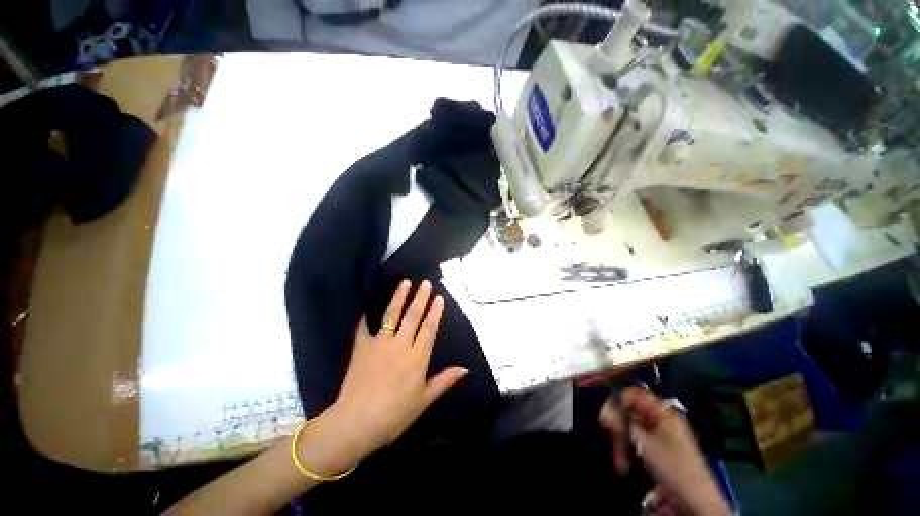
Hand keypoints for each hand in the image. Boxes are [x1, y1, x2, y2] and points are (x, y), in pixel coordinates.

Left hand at [328, 280, 467, 457]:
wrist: (359, 418)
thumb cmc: (396, 414)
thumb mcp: (424, 401)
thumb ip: (443, 381)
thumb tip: (464, 368)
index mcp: (417, 358)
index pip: (428, 329)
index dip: (434, 313)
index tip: (438, 298)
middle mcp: (399, 345)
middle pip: (411, 317)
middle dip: (419, 299)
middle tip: (424, 283)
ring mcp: (377, 344)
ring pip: (390, 315)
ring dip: (398, 298)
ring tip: (404, 284)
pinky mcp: (360, 348)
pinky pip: (364, 327)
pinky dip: (367, 316)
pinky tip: (368, 308)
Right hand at [599, 388, 728, 515]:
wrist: (690, 491)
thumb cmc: (671, 465)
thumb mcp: (645, 446)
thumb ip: (625, 427)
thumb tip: (605, 410)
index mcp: (663, 413)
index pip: (637, 397)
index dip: (619, 405)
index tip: (605, 422)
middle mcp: (663, 420)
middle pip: (633, 416)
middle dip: (620, 433)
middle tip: (613, 452)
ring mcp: (661, 436)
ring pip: (633, 434)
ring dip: (623, 448)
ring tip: (622, 467)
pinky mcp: (658, 451)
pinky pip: (638, 446)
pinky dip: (630, 455)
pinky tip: (626, 468)